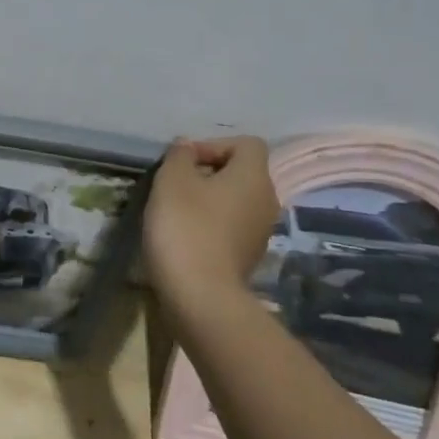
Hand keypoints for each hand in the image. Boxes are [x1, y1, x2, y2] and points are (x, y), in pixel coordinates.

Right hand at [142, 136, 279, 300]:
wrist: (200, 294)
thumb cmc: (185, 226)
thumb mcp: (171, 181)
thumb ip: (179, 156)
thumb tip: (187, 146)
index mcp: (254, 177)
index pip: (246, 144)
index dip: (214, 144)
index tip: (184, 162)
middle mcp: (267, 200)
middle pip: (241, 172)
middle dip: (208, 172)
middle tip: (175, 185)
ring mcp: (261, 231)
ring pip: (236, 201)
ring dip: (208, 200)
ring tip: (176, 211)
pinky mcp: (249, 256)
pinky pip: (232, 226)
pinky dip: (211, 224)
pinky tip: (185, 237)